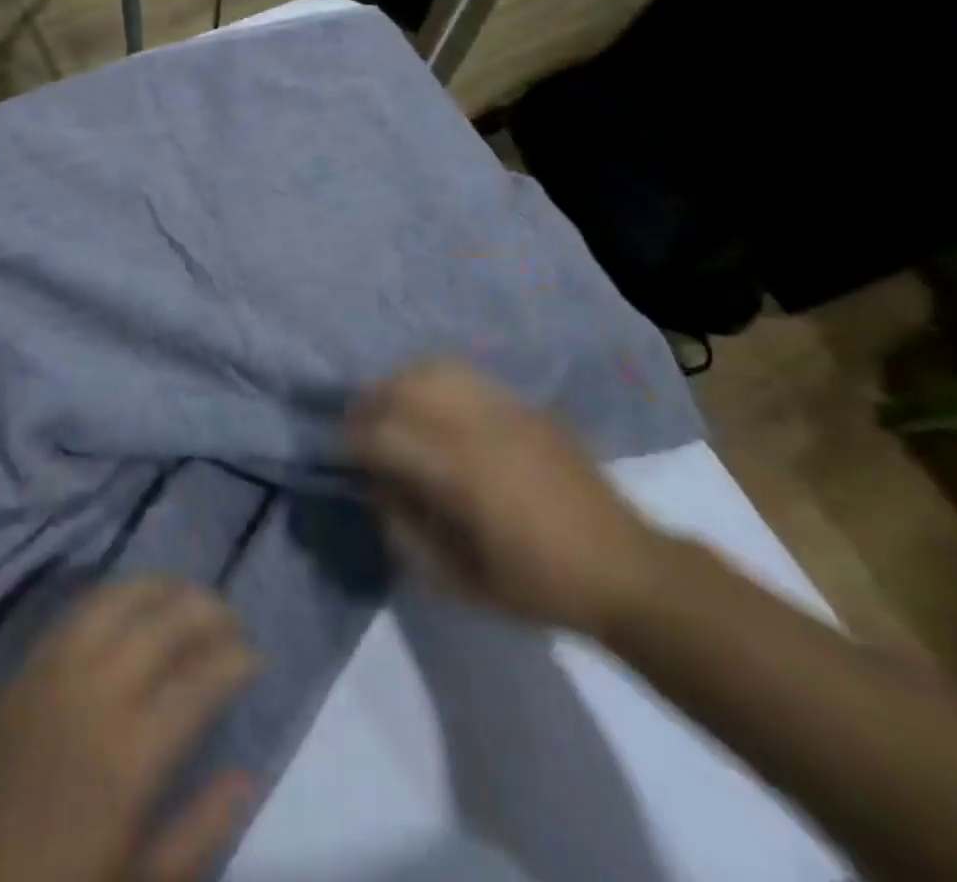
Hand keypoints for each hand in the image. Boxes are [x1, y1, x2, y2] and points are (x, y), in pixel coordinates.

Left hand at [0, 580, 258, 881]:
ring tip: (186, 596)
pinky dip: (114, 595)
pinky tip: (129, 604)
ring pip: (118, 598)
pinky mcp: (24, 666)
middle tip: (231, 620)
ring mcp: (53, 671)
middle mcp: (94, 693)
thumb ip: (197, 832)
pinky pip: (77, 610)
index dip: (235, 660)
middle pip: (162, 623)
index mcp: (128, 755)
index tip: (256, 657)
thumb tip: (247, 776)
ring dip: (160, 588)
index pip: (199, 681)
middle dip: (206, 610)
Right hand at [348, 360, 667, 636]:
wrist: (625, 569)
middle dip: (367, 403)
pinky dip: (433, 381)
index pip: (384, 435)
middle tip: (354, 427)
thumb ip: (404, 533)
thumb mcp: (459, 582)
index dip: (348, 439)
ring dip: (398, 384)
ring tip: (388, 409)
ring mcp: (505, 408)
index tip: (331, 450)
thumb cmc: (538, 586)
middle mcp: (478, 427)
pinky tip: (430, 406)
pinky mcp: (524, 405)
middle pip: (403, 388)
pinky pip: (465, 375)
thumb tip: (375, 489)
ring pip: (433, 370)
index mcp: (460, 473)